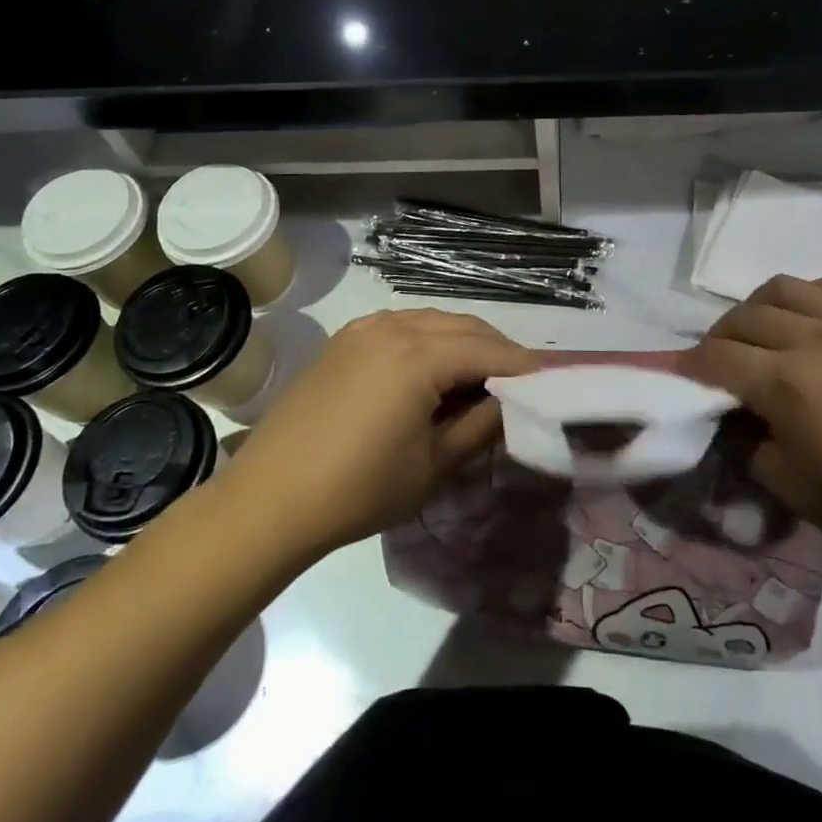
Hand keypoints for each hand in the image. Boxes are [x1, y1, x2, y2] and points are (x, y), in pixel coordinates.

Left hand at [224, 309, 538, 556]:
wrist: (269, 499)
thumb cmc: (359, 489)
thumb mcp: (433, 465)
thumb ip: (481, 426)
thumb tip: (511, 403)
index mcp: (419, 355)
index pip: (489, 351)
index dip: (524, 367)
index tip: (551, 382)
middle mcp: (394, 326)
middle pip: (464, 327)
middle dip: (497, 351)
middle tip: (519, 384)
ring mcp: (365, 328)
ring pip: (434, 322)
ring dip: (464, 342)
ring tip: (479, 379)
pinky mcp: (345, 339)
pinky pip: (403, 326)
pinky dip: (429, 340)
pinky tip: (432, 371)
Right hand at [683, 275, 821, 570]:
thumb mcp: (796, 492)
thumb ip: (750, 448)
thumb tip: (733, 418)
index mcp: (787, 383)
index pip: (717, 357)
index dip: (691, 366)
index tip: (683, 377)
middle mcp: (814, 338)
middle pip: (744, 317)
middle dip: (720, 338)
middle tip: (721, 364)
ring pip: (784, 288)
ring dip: (758, 308)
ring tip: (762, 333)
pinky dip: (806, 298)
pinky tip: (810, 321)